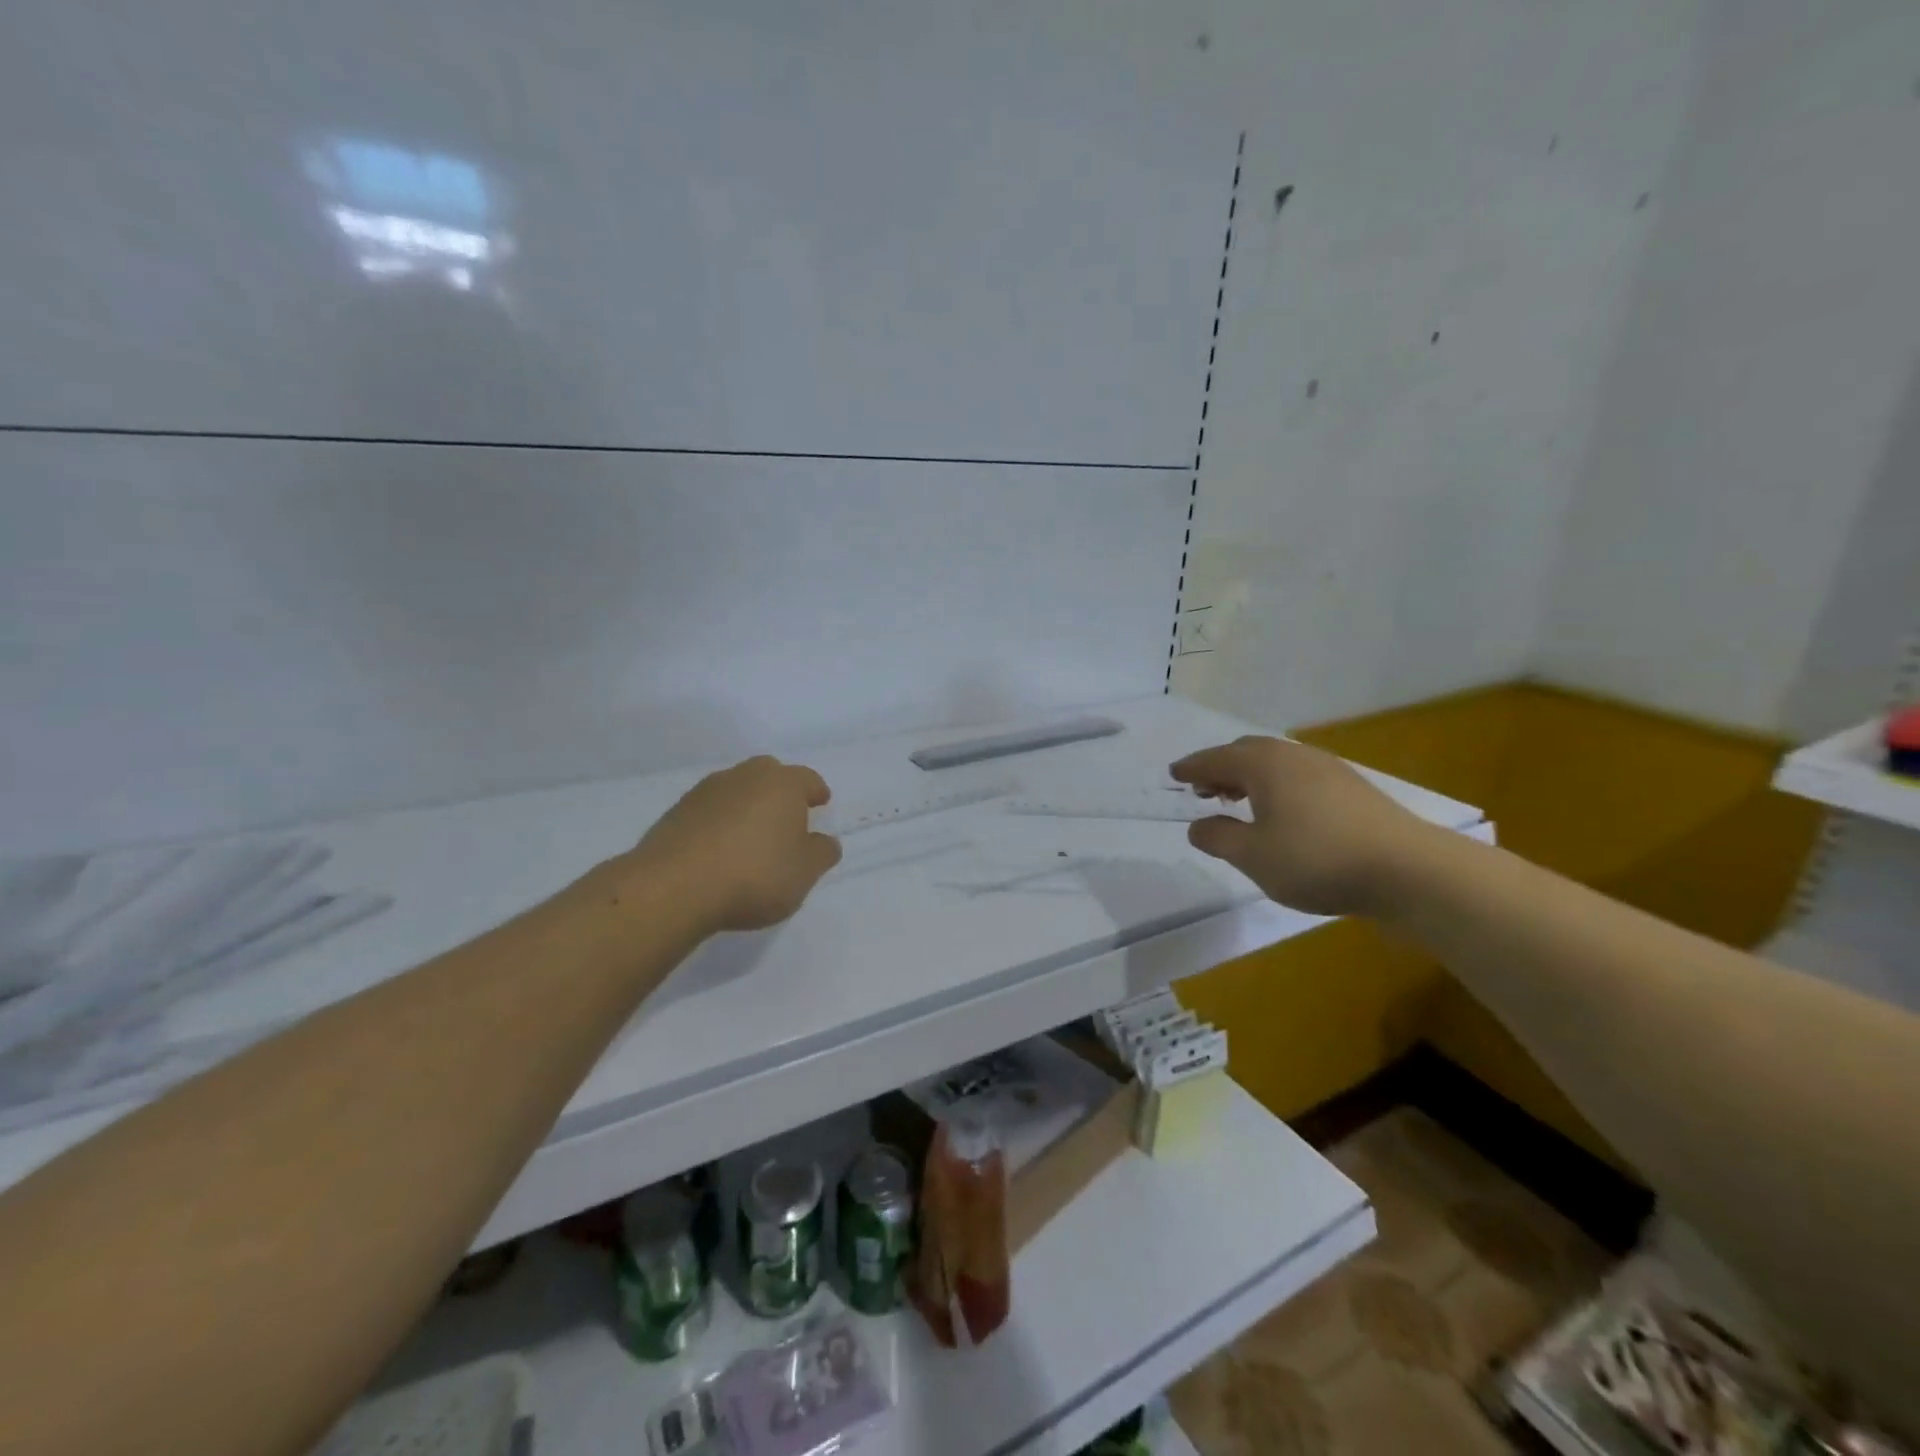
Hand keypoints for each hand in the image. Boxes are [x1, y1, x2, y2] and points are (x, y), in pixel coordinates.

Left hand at [629, 756, 841, 933]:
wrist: (674, 888)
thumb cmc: (755, 875)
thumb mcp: (805, 872)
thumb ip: (821, 853)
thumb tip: (825, 841)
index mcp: (783, 784)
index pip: (808, 779)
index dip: (816, 792)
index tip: (820, 804)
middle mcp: (745, 776)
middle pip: (769, 775)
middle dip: (780, 792)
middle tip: (787, 818)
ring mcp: (705, 791)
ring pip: (736, 790)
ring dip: (747, 806)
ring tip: (751, 837)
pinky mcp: (676, 812)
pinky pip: (709, 811)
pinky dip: (719, 823)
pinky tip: (719, 850)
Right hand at [1169, 736, 1434, 916]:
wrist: (1408, 870)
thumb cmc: (1317, 859)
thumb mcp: (1253, 856)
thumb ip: (1218, 837)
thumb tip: (1197, 825)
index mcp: (1264, 765)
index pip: (1216, 759)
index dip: (1192, 767)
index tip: (1173, 774)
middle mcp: (1294, 757)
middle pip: (1247, 753)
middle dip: (1221, 768)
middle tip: (1202, 789)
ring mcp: (1328, 770)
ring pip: (1276, 763)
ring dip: (1249, 777)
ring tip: (1237, 801)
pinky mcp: (1352, 790)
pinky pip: (1298, 776)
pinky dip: (1276, 787)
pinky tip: (1281, 813)